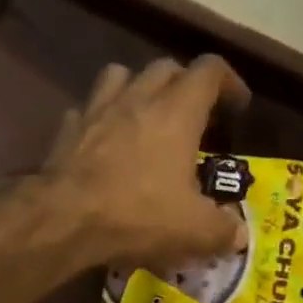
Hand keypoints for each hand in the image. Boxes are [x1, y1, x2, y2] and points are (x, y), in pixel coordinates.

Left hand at [41, 57, 252, 266]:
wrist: (65, 219)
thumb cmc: (137, 215)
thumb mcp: (193, 230)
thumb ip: (222, 229)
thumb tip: (238, 234)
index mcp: (178, 111)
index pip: (210, 71)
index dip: (229, 82)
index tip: (237, 105)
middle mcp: (138, 98)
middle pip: (166, 68)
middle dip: (184, 84)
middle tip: (192, 116)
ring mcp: (97, 110)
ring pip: (121, 75)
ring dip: (137, 88)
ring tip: (144, 116)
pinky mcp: (66, 131)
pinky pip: (85, 111)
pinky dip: (98, 120)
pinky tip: (101, 142)